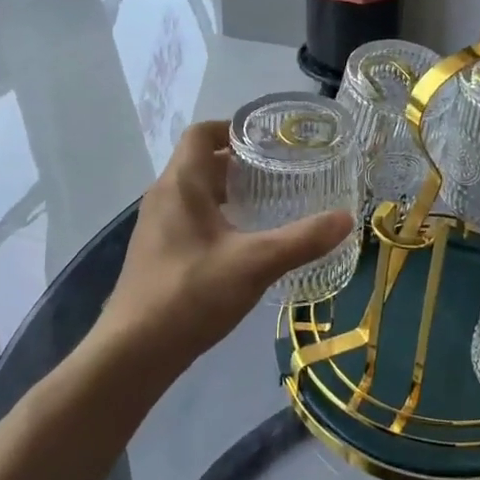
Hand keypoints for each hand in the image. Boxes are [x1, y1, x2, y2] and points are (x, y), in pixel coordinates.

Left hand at [95, 120, 354, 376]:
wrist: (134, 351)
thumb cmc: (191, 293)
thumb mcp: (255, 264)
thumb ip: (302, 239)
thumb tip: (345, 219)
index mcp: (181, 184)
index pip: (202, 133)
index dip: (233, 128)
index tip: (268, 140)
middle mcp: (163, 196)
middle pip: (201, 162)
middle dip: (240, 163)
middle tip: (280, 173)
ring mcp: (156, 226)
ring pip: (195, 193)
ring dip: (228, 192)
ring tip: (268, 205)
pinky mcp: (157, 253)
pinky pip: (189, 218)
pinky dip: (217, 218)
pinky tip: (242, 244)